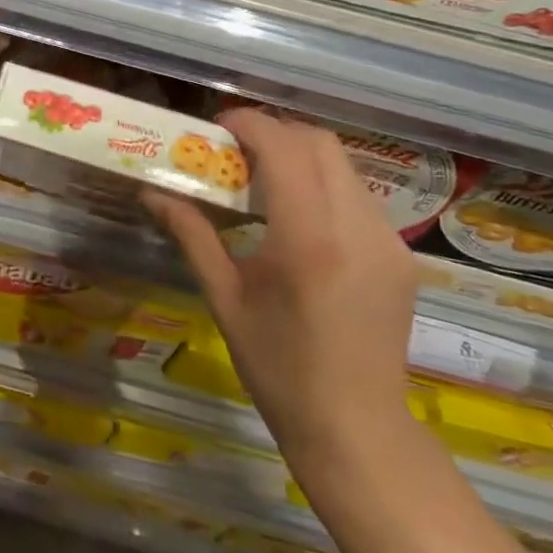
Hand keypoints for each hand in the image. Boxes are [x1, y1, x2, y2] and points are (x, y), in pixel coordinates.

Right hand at [143, 111, 416, 464]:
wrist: (355, 429)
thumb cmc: (277, 367)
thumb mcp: (224, 297)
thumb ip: (191, 233)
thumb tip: (151, 191)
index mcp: (307, 239)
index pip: (283, 148)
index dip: (248, 123)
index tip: (217, 126)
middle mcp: (356, 228)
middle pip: (319, 142)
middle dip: (275, 132)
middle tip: (237, 150)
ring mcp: (388, 241)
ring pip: (343, 165)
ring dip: (301, 156)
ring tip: (265, 180)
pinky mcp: (401, 256)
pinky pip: (358, 195)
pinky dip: (324, 184)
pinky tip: (300, 216)